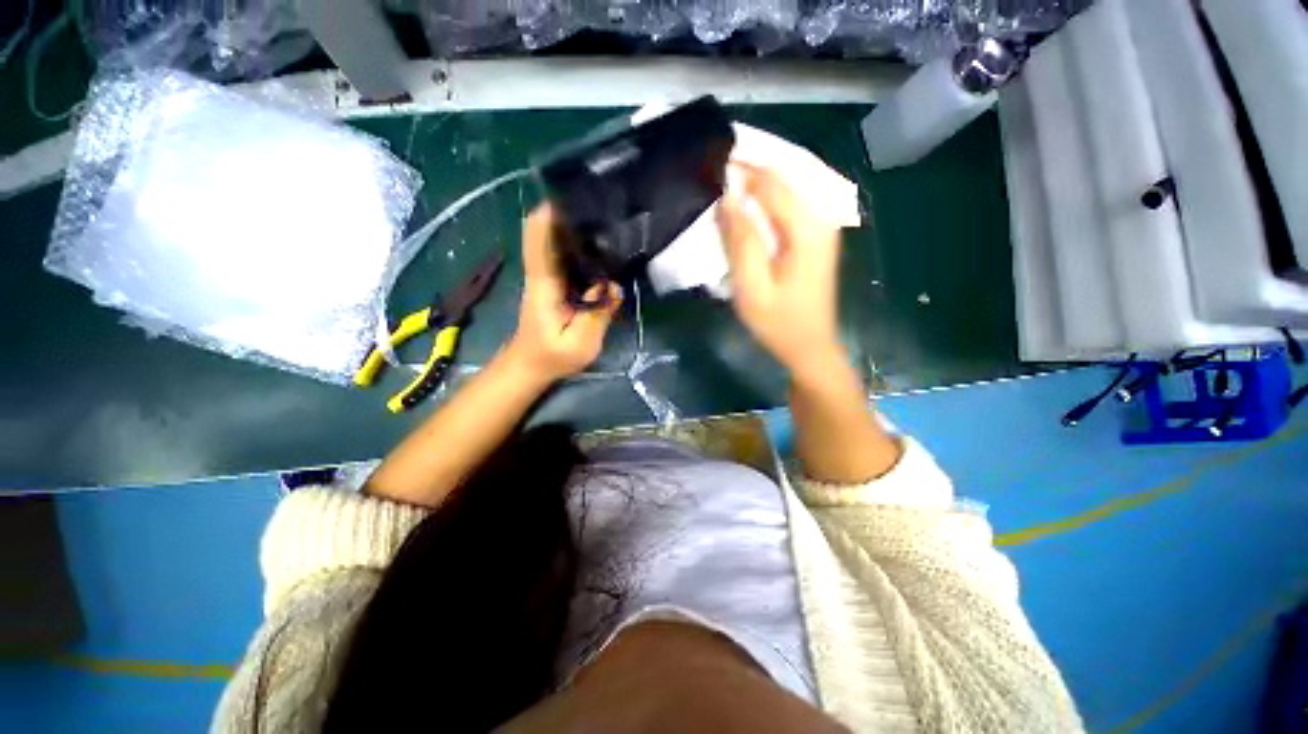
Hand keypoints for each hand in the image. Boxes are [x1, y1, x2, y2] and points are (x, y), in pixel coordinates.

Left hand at [507, 204, 621, 382]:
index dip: (548, 216)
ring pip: (557, 242)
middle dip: (567, 213)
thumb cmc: (553, 357)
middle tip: (599, 201)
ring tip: (604, 215)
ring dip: (574, 226)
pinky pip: (566, 257)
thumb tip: (612, 286)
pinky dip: (580, 245)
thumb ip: (597, 315)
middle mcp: (543, 274)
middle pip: (548, 233)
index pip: (539, 242)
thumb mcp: (581, 344)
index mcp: (544, 285)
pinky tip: (601, 244)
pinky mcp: (556, 284)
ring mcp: (548, 278)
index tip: (567, 195)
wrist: (531, 365)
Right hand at [717, 163, 845, 380]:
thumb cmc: (778, 322)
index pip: (773, 182)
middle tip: (716, 168)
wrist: (809, 346)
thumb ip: (741, 241)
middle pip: (786, 175)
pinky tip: (749, 202)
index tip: (711, 163)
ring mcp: (824, 225)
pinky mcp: (817, 235)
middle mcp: (823, 217)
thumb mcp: (752, 288)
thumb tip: (728, 198)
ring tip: (728, 179)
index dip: (742, 170)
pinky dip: (769, 196)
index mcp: (809, 229)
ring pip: (790, 185)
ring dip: (759, 180)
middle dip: (752, 168)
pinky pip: (792, 202)